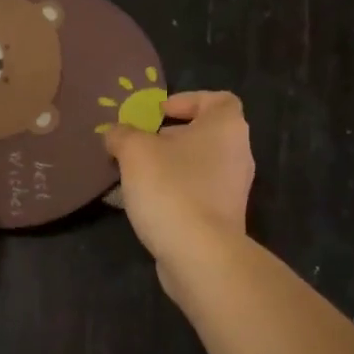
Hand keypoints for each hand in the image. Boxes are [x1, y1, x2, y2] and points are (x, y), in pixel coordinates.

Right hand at [103, 91, 254, 290]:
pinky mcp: (225, 218)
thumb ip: (123, 135)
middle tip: (140, 145)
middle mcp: (238, 154)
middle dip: (171, 137)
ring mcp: (234, 189)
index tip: (160, 113)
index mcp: (226, 127)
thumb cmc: (171, 188)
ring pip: (200, 166)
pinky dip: (175, 193)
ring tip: (136, 176)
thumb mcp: (135, 151)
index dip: (189, 100)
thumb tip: (116, 134)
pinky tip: (146, 204)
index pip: (219, 99)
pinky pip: (198, 194)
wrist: (200, 254)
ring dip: (170, 167)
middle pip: (206, 134)